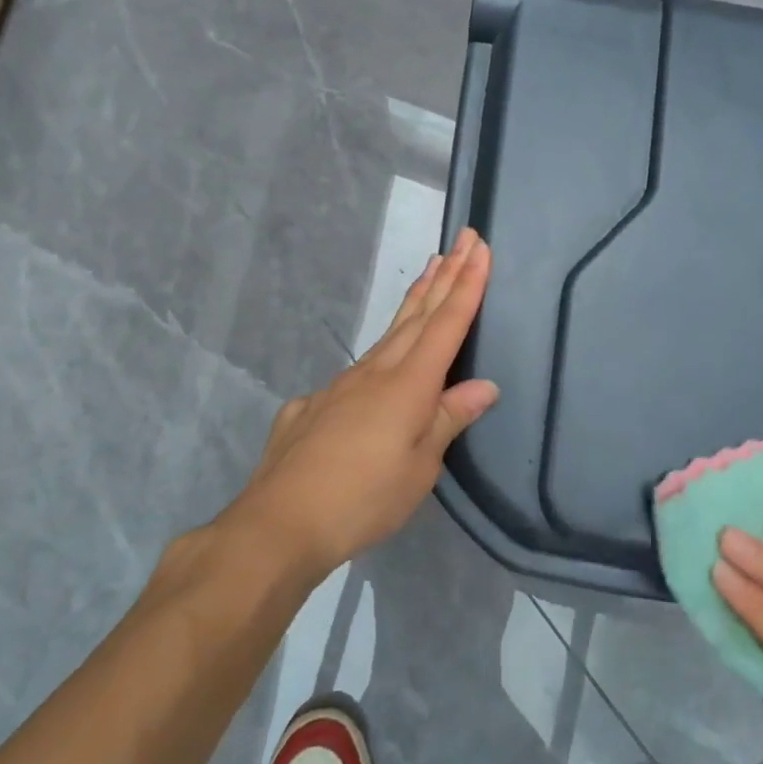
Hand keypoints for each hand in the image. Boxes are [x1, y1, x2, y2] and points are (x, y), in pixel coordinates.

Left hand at [234, 228, 497, 576]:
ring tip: (430, 274)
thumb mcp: (420, 467)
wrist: (278, 523)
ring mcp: (339, 386)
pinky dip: (377, 357)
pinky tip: (375, 373)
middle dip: (445, 275)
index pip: (446, 323)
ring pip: (386, 335)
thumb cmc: (364, 498)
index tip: (480, 247)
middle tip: (462, 240)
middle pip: (417, 315)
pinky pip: (355, 374)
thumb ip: (449, 419)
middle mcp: (374, 372)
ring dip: (413, 302)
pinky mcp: (312, 406)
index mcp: (408, 384)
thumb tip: (484, 386)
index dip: (467, 285)